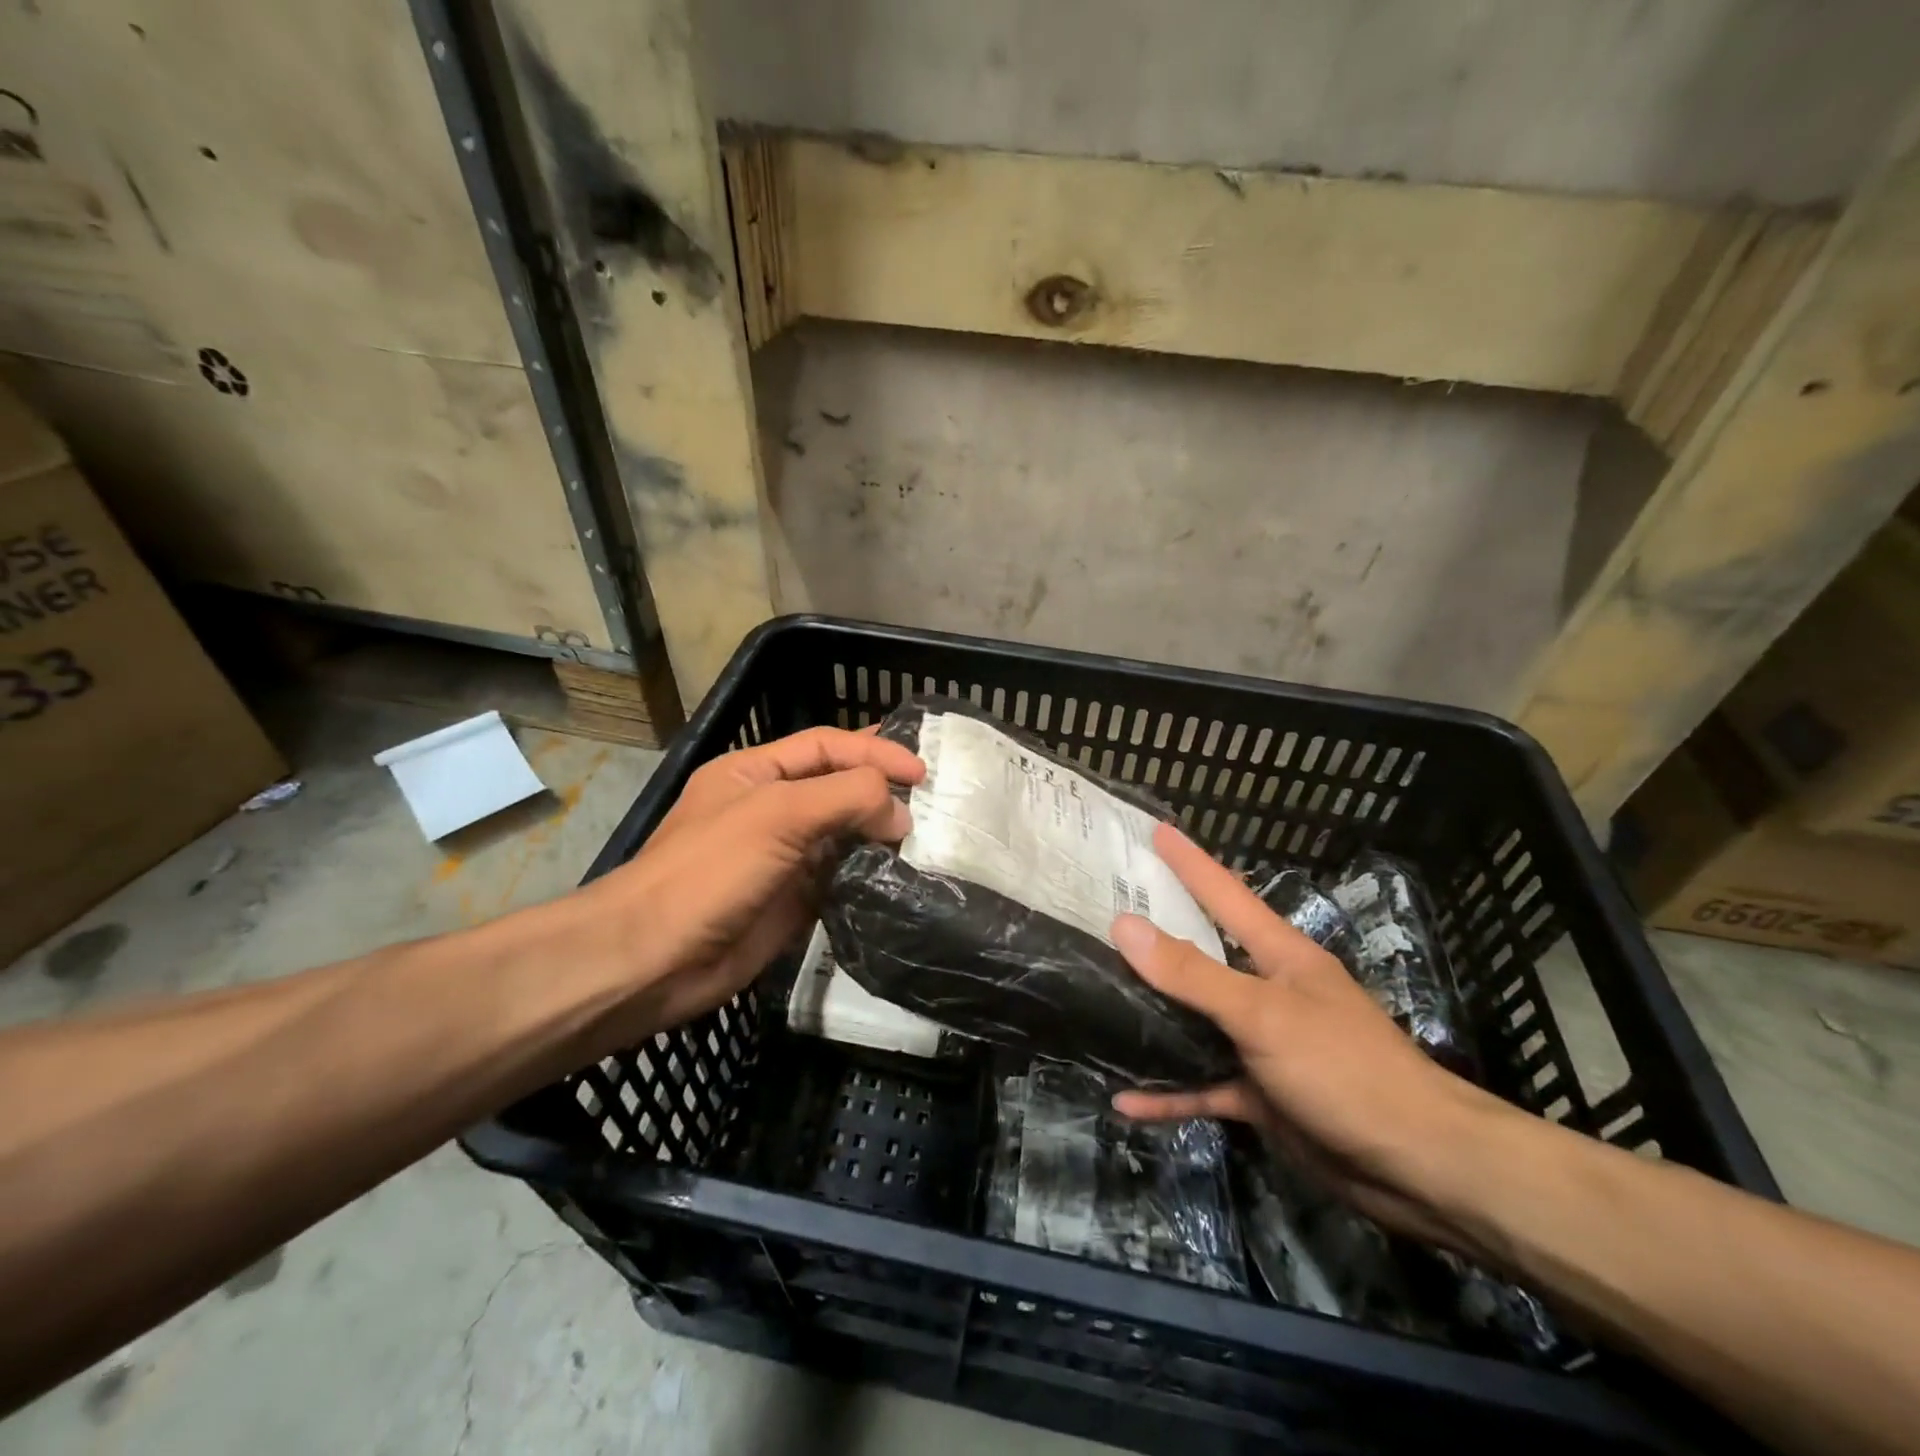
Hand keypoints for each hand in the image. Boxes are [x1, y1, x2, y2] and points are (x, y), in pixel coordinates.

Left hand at [573, 727, 923, 1042]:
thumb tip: (901, 812)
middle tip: (935, 797)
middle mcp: (771, 809)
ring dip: (881, 833)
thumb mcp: (777, 814)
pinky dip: (872, 874)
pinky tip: (903, 875)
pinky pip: (842, 878)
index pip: (826, 746)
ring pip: (844, 834)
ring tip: (930, 835)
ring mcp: (782, 857)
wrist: (653, 961)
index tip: (921, 771)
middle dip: (882, 787)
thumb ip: (845, 797)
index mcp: (755, 772)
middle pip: (838, 787)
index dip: (874, 750)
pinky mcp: (793, 901)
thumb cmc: (709, 871)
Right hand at [1111, 824, 1519, 1251]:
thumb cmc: (1345, 1068)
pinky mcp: (1261, 1094)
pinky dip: (1169, 1093)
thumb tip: (1124, 925)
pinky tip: (1126, 1100)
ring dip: (1153, 1015)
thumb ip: (1192, 973)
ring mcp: (1263, 1044)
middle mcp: (1267, 991)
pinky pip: (1203, 1086)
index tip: (1155, 830)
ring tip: (1099, 996)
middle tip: (1106, 911)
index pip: (1225, 893)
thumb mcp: (1263, 1014)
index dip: (1190, 861)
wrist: (1418, 1168)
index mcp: (1279, 956)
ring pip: (1196, 1021)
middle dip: (1158, 933)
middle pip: (1202, 954)